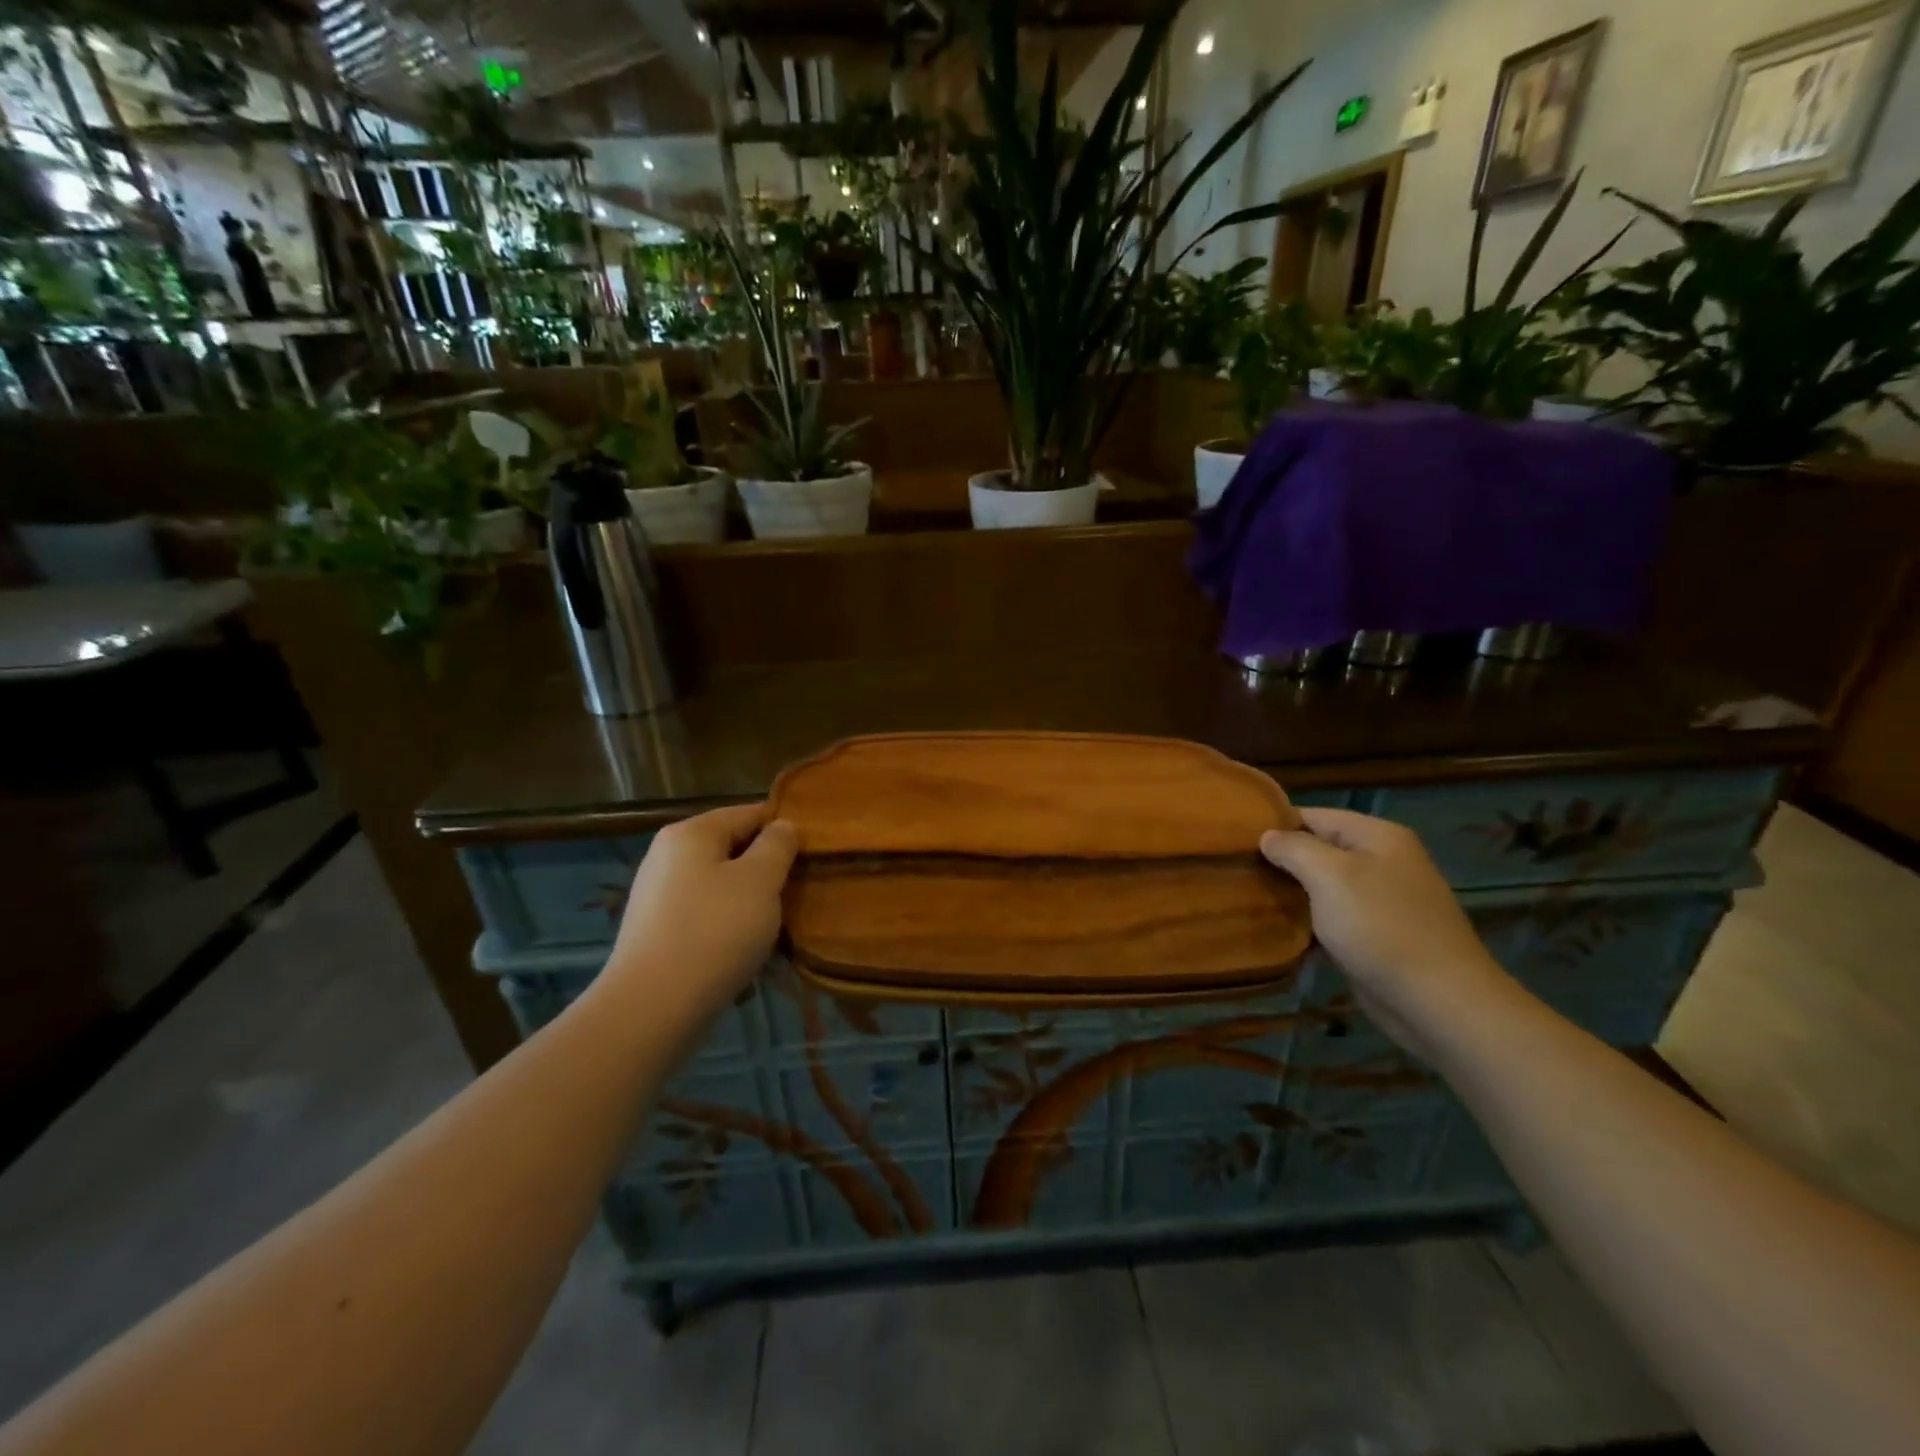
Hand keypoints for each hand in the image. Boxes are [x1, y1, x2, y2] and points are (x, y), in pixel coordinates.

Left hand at [606, 803, 798, 1025]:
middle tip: (800, 892)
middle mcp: (668, 857)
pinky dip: (729, 928)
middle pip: (732, 850)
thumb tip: (782, 826)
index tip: (813, 853)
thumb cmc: (714, 932)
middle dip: (767, 869)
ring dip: (751, 902)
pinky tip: (747, 951)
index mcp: (690, 834)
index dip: (784, 828)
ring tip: (778, 926)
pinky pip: (705, 917)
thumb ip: (777, 846)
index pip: (748, 813)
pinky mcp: (657, 934)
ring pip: (720, 886)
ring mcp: (658, 897)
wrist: (652, 1009)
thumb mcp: (760, 881)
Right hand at [1260, 808, 1513, 1055]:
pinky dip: (1309, 920)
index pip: (1315, 815)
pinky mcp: (1379, 935)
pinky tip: (1279, 928)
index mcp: (1378, 836)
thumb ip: (1293, 848)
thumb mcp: (1329, 875)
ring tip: (1249, 896)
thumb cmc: (1380, 926)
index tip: (1236, 840)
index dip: (1276, 824)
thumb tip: (1267, 836)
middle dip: (1281, 860)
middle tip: (1238, 870)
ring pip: (1324, 885)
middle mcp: (1384, 861)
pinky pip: (1334, 917)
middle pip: (1320, 849)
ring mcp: (1383, 900)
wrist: (1439, 1001)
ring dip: (1292, 892)